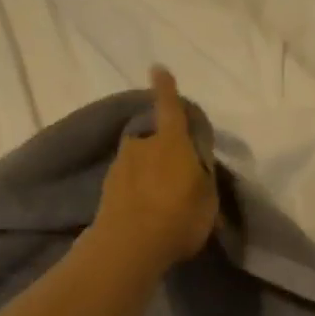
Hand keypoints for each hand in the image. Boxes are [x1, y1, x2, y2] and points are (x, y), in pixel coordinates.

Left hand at [93, 68, 218, 273]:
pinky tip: (146, 212)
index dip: (166, 89)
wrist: (128, 246)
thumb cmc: (178, 218)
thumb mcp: (207, 199)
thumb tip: (197, 169)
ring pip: (139, 162)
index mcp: (171, 142)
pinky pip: (128, 183)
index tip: (158, 69)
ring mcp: (120, 167)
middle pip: (153, 139)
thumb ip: (203, 178)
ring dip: (148, 174)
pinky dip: (137, 191)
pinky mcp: (106, 189)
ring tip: (160, 199)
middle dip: (163, 151)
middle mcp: (142, 146)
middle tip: (175, 175)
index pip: (170, 107)